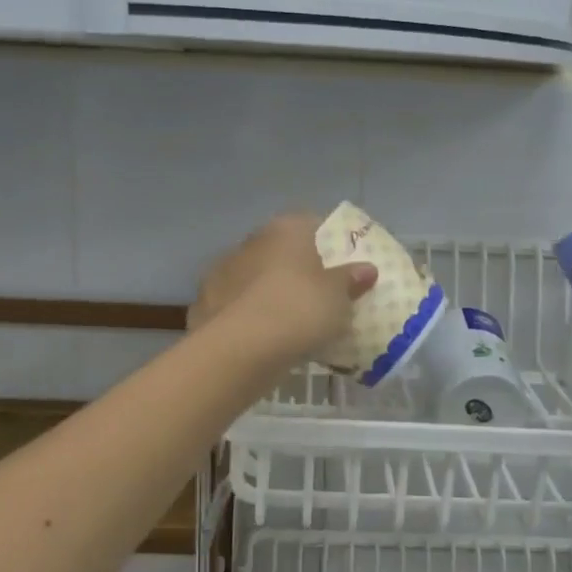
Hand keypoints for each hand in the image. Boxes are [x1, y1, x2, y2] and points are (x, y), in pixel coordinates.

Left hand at [192, 214, 377, 363]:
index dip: (326, 241)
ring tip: (289, 321)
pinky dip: (248, 316)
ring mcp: (222, 272)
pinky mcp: (205, 305)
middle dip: (296, 268)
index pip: (310, 223)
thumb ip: (350, 280)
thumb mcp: (338, 297)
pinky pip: (237, 306)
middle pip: (280, 250)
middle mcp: (251, 242)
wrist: (240, 348)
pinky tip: (262, 337)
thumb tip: (367, 268)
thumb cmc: (299, 309)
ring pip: (254, 278)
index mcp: (285, 229)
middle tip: (317, 293)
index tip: (339, 263)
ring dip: (268, 292)